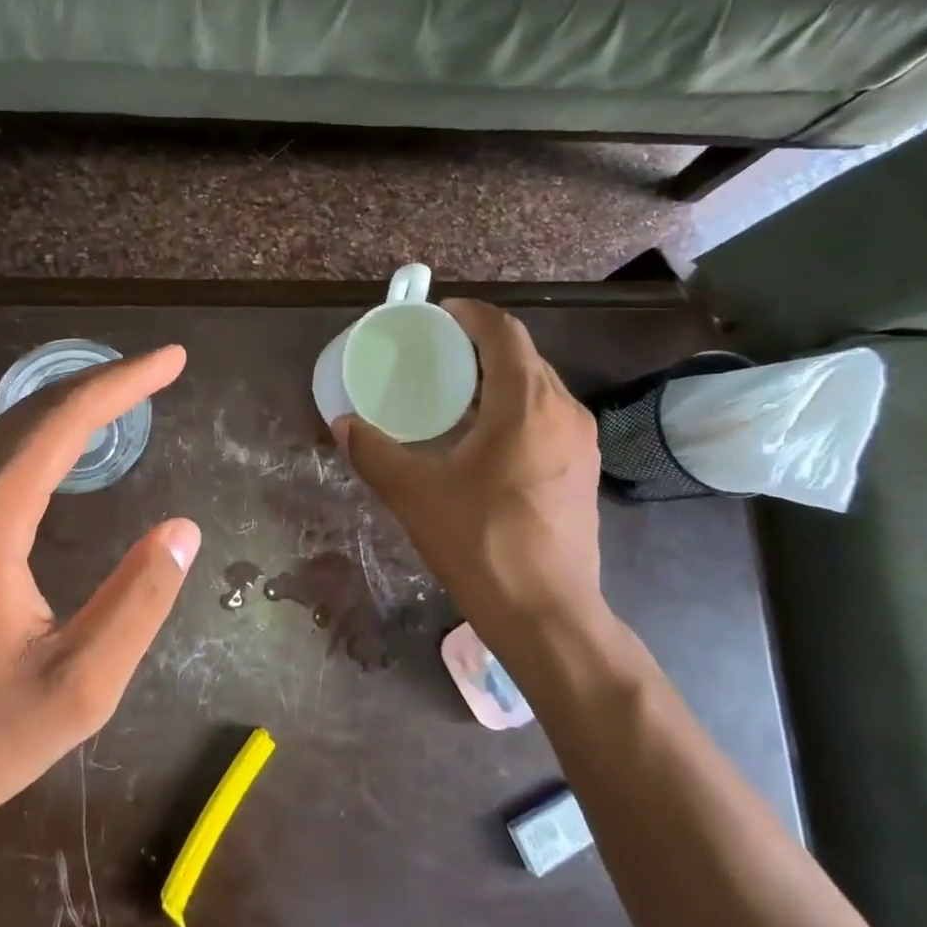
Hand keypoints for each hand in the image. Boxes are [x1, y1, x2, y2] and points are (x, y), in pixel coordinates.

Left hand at [0, 345, 199, 851]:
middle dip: (100, 384)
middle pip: (30, 413)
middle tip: (158, 372)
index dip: (122, 383)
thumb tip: (183, 529)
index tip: (172, 360)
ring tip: (122, 399)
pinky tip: (60, 449)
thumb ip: (138, 602)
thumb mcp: (79, 688)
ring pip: (2, 431)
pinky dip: (34, 436)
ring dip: (66, 407)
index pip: (61, 422)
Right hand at [334, 301, 605, 672]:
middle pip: (524, 357)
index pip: (504, 333)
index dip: (472, 315)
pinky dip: (516, 410)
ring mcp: (581, 443)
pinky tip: (485, 438)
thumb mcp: (414, 493)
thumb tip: (343, 424)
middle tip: (438, 354)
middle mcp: (563, 412)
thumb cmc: (480, 542)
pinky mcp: (583, 471)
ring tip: (456, 393)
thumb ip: (373, 452)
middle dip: (482, 347)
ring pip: (539, 389)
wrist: (547, 612)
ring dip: (500, 380)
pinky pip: (548, 418)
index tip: (440, 314)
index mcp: (525, 404)